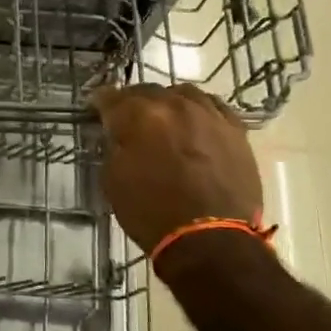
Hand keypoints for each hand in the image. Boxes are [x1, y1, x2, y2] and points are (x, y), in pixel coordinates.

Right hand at [89, 83, 263, 253]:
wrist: (210, 239)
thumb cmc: (152, 214)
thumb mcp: (114, 181)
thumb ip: (114, 148)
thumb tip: (119, 135)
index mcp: (140, 116)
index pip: (111, 98)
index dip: (100, 102)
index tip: (95, 107)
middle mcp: (175, 105)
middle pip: (148, 91)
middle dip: (134, 102)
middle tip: (127, 116)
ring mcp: (209, 114)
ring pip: (183, 94)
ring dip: (168, 102)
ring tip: (164, 117)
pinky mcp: (235, 129)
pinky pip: (213, 107)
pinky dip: (198, 110)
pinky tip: (195, 122)